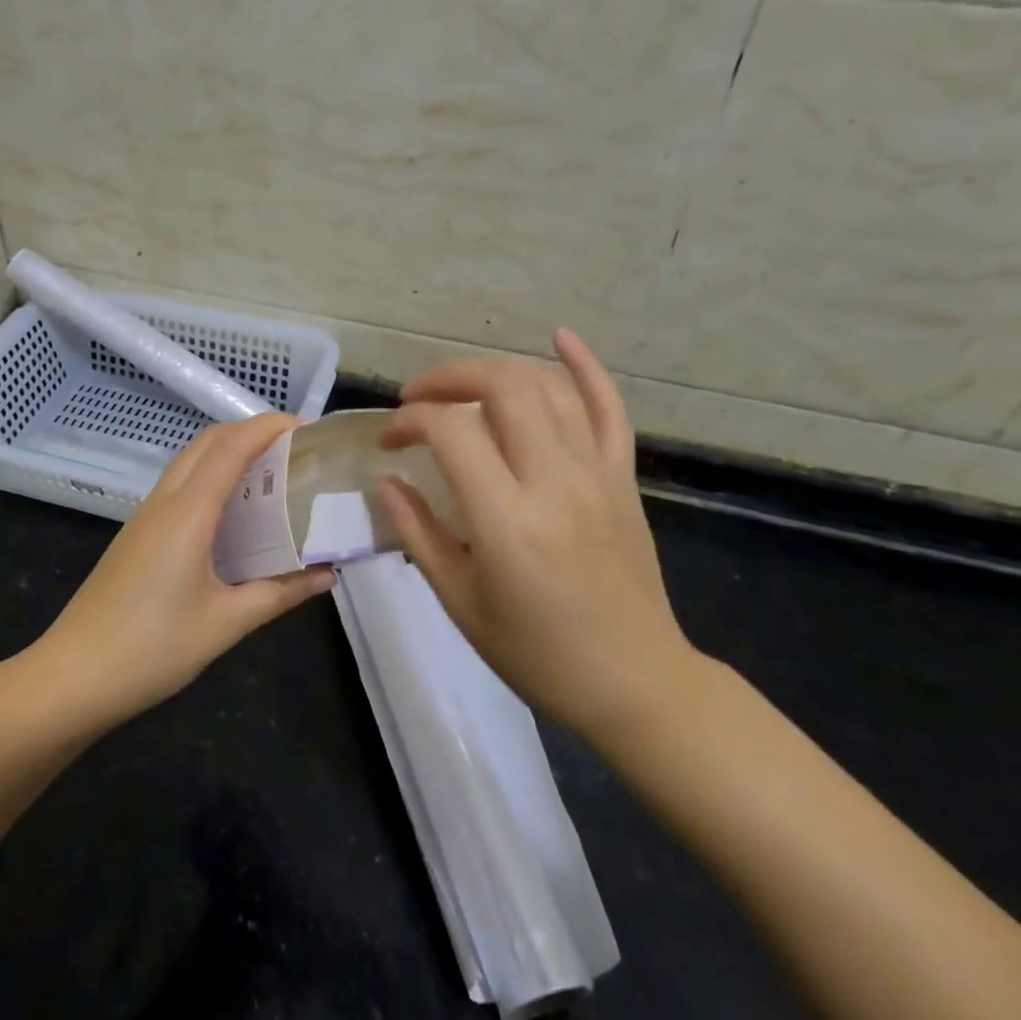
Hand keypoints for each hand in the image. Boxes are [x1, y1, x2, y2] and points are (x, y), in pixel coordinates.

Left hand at [32, 414, 335, 726]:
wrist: (72, 677)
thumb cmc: (151, 649)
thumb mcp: (226, 624)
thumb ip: (279, 593)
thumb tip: (327, 574)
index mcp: (187, 513)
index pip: (232, 447)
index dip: (270, 427)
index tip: (309, 428)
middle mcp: (165, 502)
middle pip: (209, 442)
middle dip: (253, 432)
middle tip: (296, 450)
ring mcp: (146, 516)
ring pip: (191, 461)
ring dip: (231, 452)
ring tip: (274, 473)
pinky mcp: (138, 534)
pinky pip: (181, 486)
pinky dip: (213, 478)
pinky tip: (236, 512)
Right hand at [378, 329, 698, 742]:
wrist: (634, 681)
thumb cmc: (536, 653)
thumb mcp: (460, 601)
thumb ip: (417, 532)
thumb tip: (386, 481)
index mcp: (507, 519)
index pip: (450, 432)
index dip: (410, 421)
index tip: (391, 440)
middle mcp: (554, 480)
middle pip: (502, 387)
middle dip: (450, 378)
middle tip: (419, 398)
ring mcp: (597, 473)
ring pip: (548, 387)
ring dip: (497, 372)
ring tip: (464, 387)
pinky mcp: (623, 477)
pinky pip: (609, 407)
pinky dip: (585, 366)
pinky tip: (559, 337)